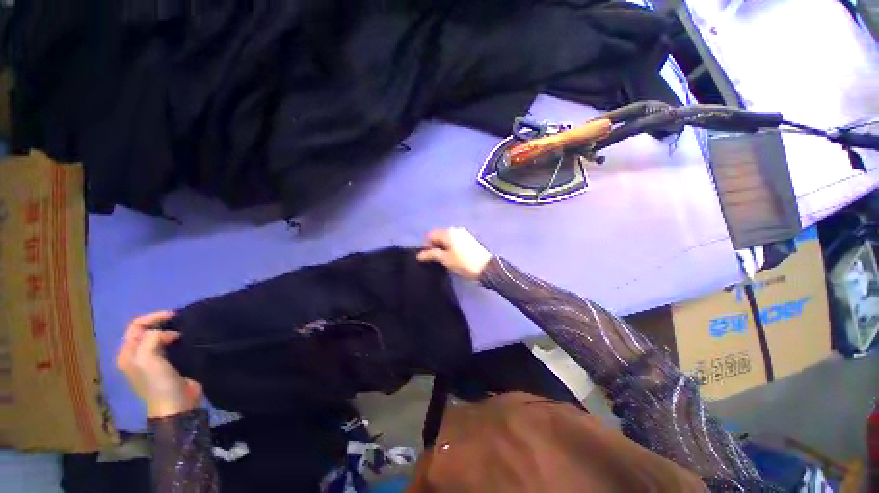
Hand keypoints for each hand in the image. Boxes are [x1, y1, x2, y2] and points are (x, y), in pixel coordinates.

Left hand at [116, 311, 201, 417]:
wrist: (176, 404)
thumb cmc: (158, 383)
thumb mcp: (147, 359)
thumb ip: (151, 339)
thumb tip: (167, 333)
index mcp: (128, 354)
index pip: (136, 326)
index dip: (153, 317)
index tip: (174, 315)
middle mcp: (137, 355)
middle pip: (147, 330)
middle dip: (162, 323)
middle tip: (181, 320)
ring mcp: (153, 360)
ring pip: (159, 337)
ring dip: (171, 330)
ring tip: (186, 328)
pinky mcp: (169, 364)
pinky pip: (171, 345)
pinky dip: (178, 339)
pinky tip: (187, 339)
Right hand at [416, 227, 492, 280]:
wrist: (486, 268)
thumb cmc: (463, 263)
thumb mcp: (445, 259)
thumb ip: (431, 255)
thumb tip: (419, 255)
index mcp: (448, 232)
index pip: (430, 235)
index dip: (427, 245)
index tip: (429, 257)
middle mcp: (455, 229)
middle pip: (439, 235)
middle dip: (435, 245)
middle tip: (437, 259)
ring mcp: (463, 233)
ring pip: (447, 238)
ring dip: (443, 246)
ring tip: (446, 259)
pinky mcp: (469, 239)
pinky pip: (455, 240)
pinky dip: (451, 246)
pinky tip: (454, 256)